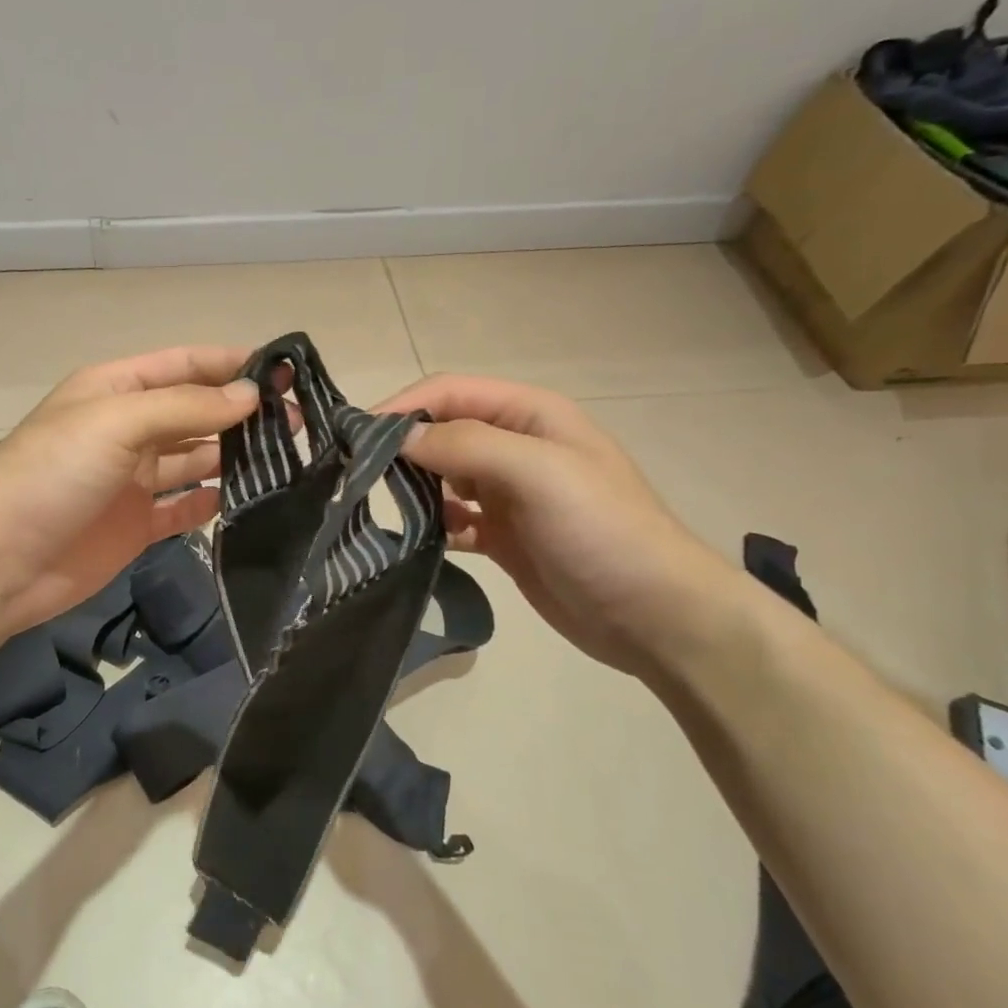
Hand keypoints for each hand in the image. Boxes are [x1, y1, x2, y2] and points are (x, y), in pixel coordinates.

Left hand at [0, 347, 259, 642]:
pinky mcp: (137, 525)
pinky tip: (248, 500)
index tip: (284, 370)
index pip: (183, 365)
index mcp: (116, 390)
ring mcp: (133, 480)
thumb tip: (250, 395)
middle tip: (296, 422)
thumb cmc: (53, 473)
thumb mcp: (117, 422)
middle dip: (242, 413)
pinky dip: (212, 502)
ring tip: (288, 458)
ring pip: (195, 460)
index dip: (230, 364)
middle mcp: (128, 430)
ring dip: (234, 457)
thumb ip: (186, 407)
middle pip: (195, 413)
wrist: (1, 560)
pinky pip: (184, 507)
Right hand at [378, 375, 742, 675]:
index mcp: (530, 415)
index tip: (355, 436)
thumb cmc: (601, 530)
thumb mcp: (537, 472)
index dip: (403, 407)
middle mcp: (516, 447)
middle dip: (401, 447)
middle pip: (442, 433)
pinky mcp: (503, 536)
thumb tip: (397, 438)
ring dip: (413, 487)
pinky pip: (453, 519)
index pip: (450, 393)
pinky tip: (418, 540)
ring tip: (380, 507)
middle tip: (358, 475)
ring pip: (443, 477)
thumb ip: (465, 446)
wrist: (653, 614)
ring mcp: (509, 495)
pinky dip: (432, 524)